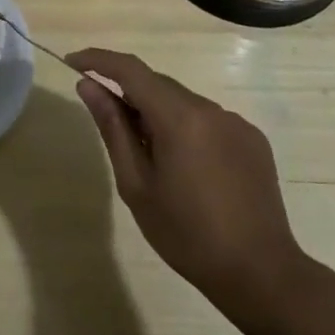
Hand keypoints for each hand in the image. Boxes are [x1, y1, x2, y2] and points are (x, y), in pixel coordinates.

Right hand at [68, 48, 310, 327]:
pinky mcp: (252, 139)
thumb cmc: (187, 235)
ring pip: (183, 102)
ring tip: (151, 158)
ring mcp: (235, 122)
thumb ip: (113, 128)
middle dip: (128, 93)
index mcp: (179, 117)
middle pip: (158, 84)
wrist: (261, 274)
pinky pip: (208, 120)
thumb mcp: (137, 185)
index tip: (73, 63)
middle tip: (108, 122)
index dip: (98, 60)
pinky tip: (187, 168)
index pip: (131, 69)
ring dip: (158, 114)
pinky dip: (186, 128)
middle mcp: (210, 109)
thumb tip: (88, 86)